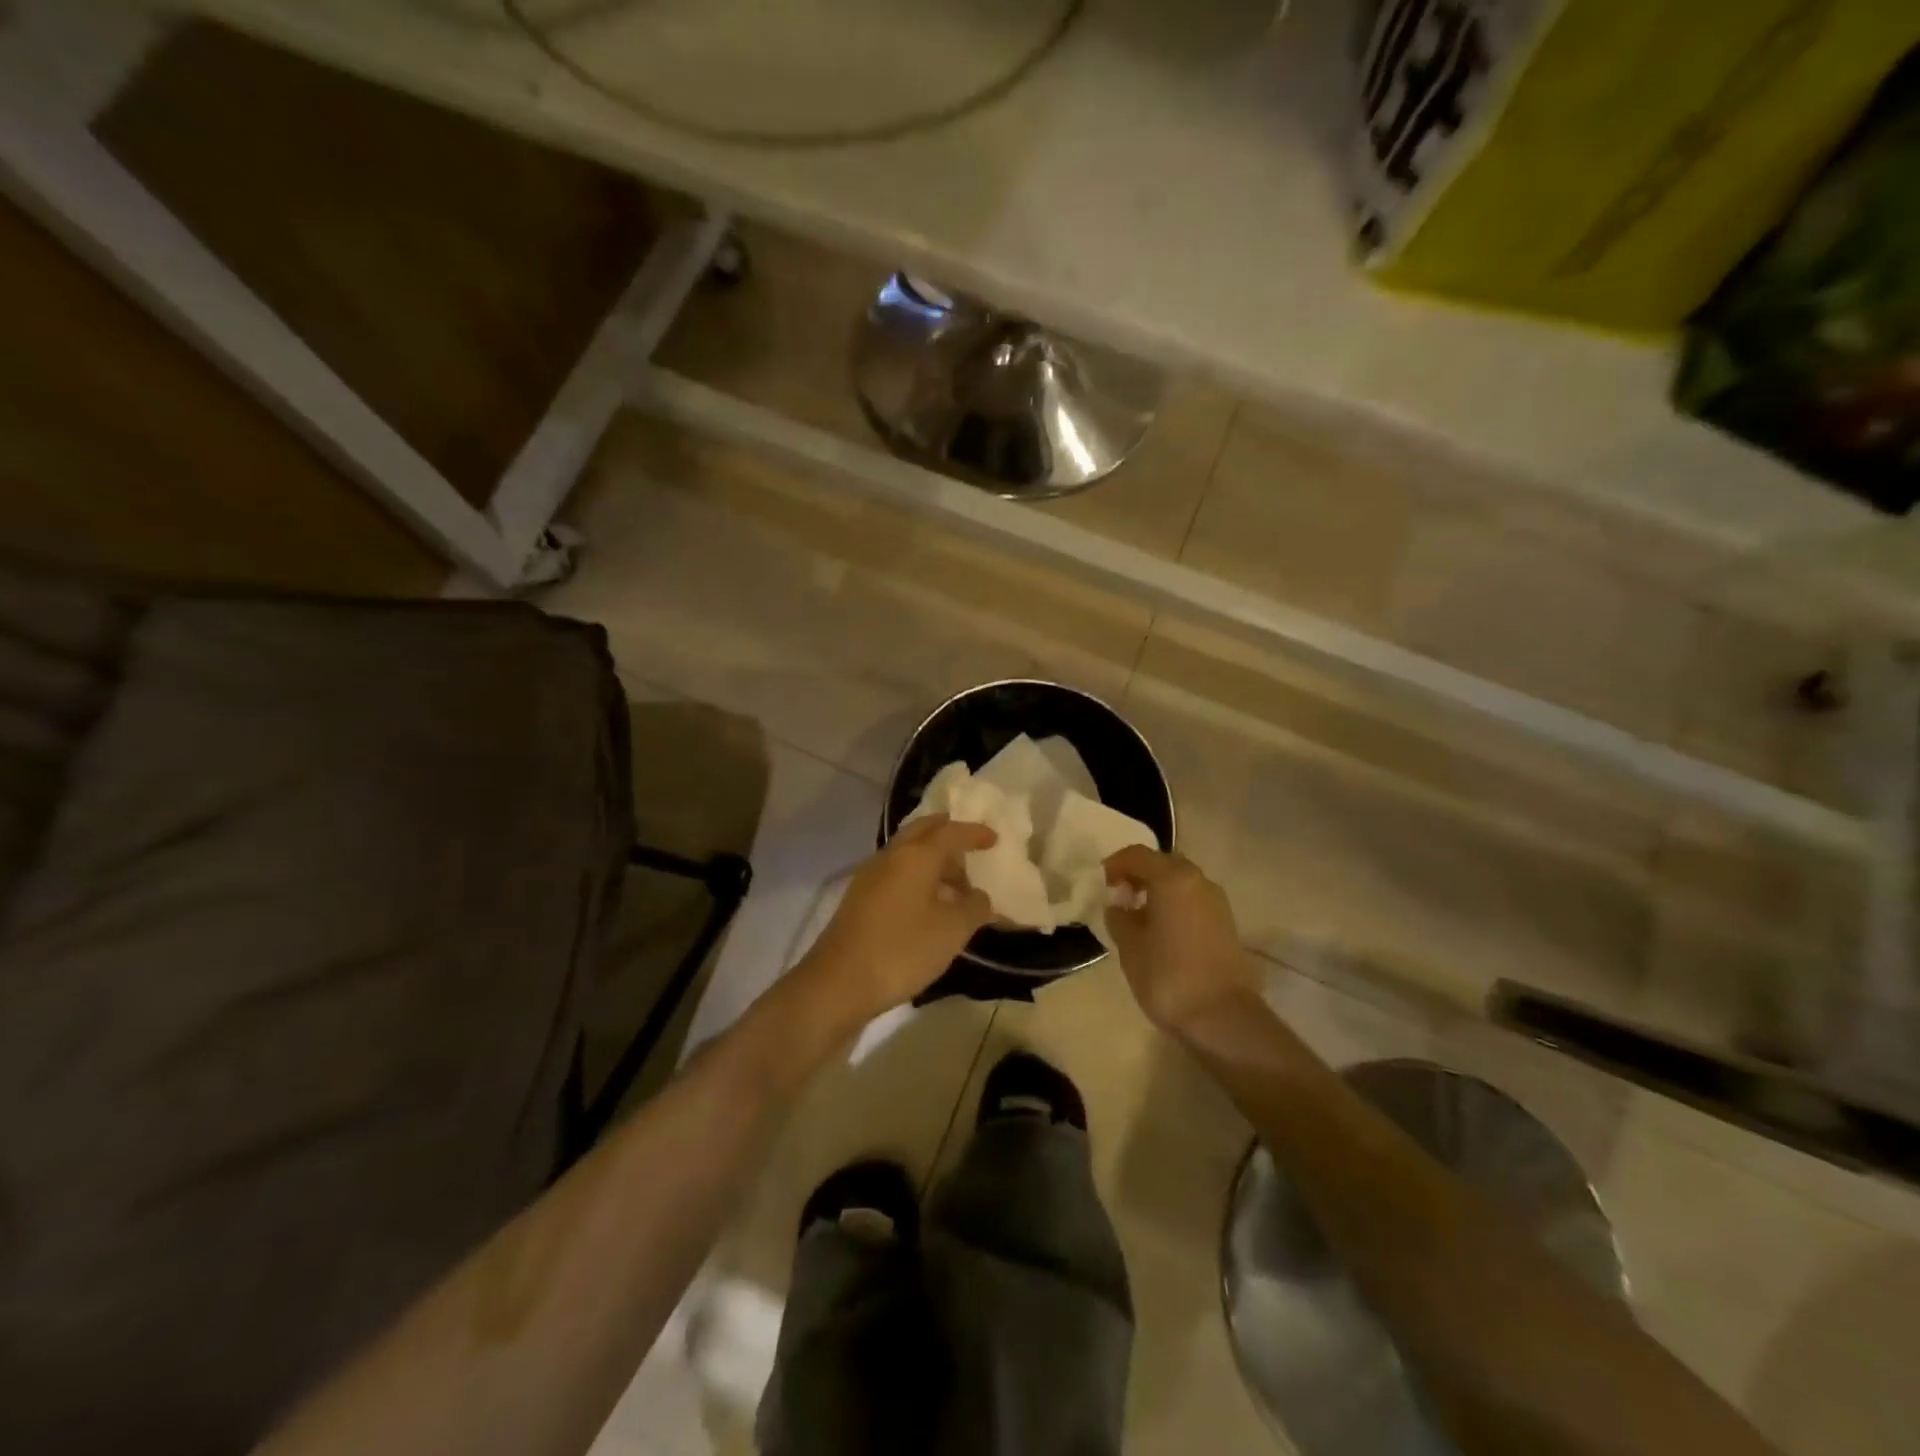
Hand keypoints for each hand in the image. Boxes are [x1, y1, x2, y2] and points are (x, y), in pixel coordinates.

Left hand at [795, 815, 996, 1026]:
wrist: (839, 982)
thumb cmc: (902, 950)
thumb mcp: (952, 931)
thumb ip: (974, 908)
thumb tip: (980, 897)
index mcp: (916, 856)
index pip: (950, 832)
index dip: (974, 833)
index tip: (993, 838)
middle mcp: (890, 856)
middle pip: (922, 832)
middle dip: (947, 834)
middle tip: (969, 846)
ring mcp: (870, 876)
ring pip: (906, 853)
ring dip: (931, 859)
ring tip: (955, 884)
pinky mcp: (859, 898)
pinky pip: (895, 873)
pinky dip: (916, 876)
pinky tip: (927, 903)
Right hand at [1103, 846, 1256, 1033]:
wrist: (1222, 1017)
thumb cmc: (1168, 976)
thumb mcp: (1129, 946)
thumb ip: (1119, 918)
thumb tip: (1119, 906)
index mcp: (1172, 878)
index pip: (1137, 855)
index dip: (1115, 865)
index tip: (1101, 884)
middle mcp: (1198, 880)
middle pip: (1162, 864)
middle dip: (1138, 875)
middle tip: (1118, 897)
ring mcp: (1217, 901)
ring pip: (1180, 882)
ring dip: (1157, 890)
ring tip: (1138, 916)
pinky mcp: (1226, 923)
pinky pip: (1193, 900)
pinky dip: (1174, 904)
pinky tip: (1161, 930)